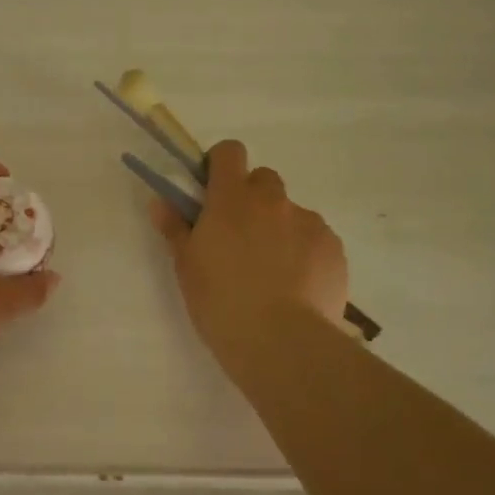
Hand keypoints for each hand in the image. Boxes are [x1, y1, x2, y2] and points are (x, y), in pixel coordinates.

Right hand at [152, 140, 350, 368]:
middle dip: (251, 199)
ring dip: (279, 229)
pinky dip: (304, 253)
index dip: (220, 165)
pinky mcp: (334, 248)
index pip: (229, 152)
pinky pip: (315, 239)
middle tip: (239, 238)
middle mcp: (273, 201)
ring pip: (291, 212)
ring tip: (271, 273)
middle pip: (263, 180)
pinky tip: (296, 287)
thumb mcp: (186, 268)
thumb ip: (175, 229)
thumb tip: (160, 202)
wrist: (281, 342)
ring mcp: (309, 222)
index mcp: (232, 199)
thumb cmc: (220, 302)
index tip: (212, 192)